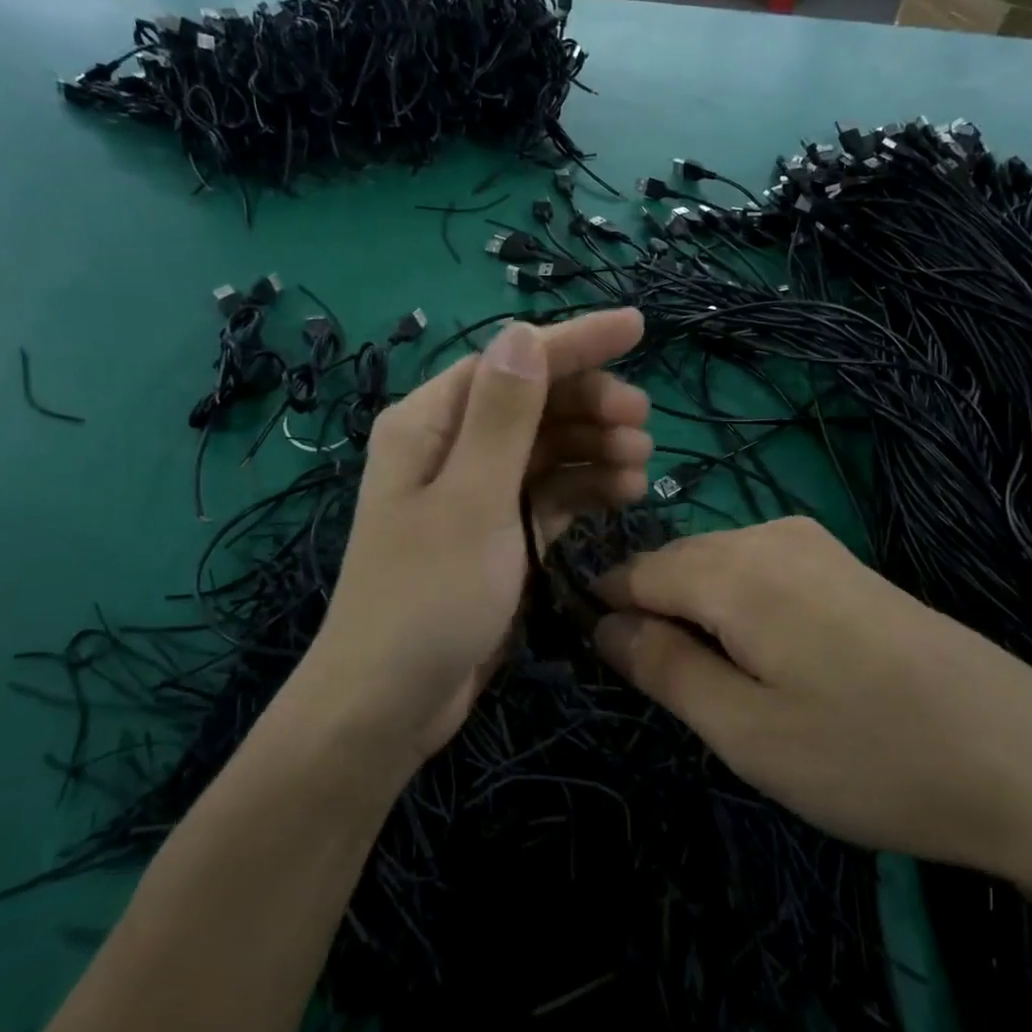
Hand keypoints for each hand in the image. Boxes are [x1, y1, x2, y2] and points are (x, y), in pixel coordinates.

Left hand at [295, 309, 648, 775]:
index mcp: (430, 423)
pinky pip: (547, 492)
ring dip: (595, 448)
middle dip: (590, 404)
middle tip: (642, 424)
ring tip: (641, 465)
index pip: (511, 362)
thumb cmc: (427, 598)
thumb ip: (502, 416)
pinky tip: (622, 495)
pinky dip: (584, 488)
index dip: (575, 342)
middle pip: (533, 402)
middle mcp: (451, 447)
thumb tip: (522, 332)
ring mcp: (475, 492)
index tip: (638, 327)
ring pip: (546, 448)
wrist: (390, 704)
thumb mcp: (471, 500)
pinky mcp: (496, 532)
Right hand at [592, 517, 1031, 881]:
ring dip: (702, 622)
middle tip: (682, 700)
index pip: (633, 571)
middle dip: (657, 620)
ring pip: (718, 570)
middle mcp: (770, 533)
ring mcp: (814, 544)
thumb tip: (602, 624)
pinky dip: (742, 615)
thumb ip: (661, 666)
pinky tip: (778, 669)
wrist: (1028, 761)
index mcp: (734, 566)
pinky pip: (760, 575)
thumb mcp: (744, 729)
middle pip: (676, 565)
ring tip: (732, 693)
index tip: (611, 672)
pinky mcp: (845, 565)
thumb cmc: (869, 755)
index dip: (607, 615)